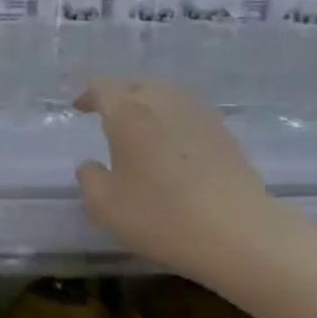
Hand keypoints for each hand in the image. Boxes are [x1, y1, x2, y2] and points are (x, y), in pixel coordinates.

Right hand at [73, 77, 298, 286]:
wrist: (237, 232)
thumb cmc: (160, 215)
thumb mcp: (104, 206)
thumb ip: (89, 179)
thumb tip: (92, 165)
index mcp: (128, 113)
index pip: (103, 87)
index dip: (88, 94)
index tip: (79, 107)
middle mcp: (164, 102)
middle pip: (137, 85)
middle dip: (119, 96)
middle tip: (107, 116)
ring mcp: (198, 114)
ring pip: (166, 96)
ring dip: (147, 105)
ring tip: (138, 129)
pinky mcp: (223, 132)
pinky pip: (187, 113)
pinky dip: (171, 121)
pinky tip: (170, 146)